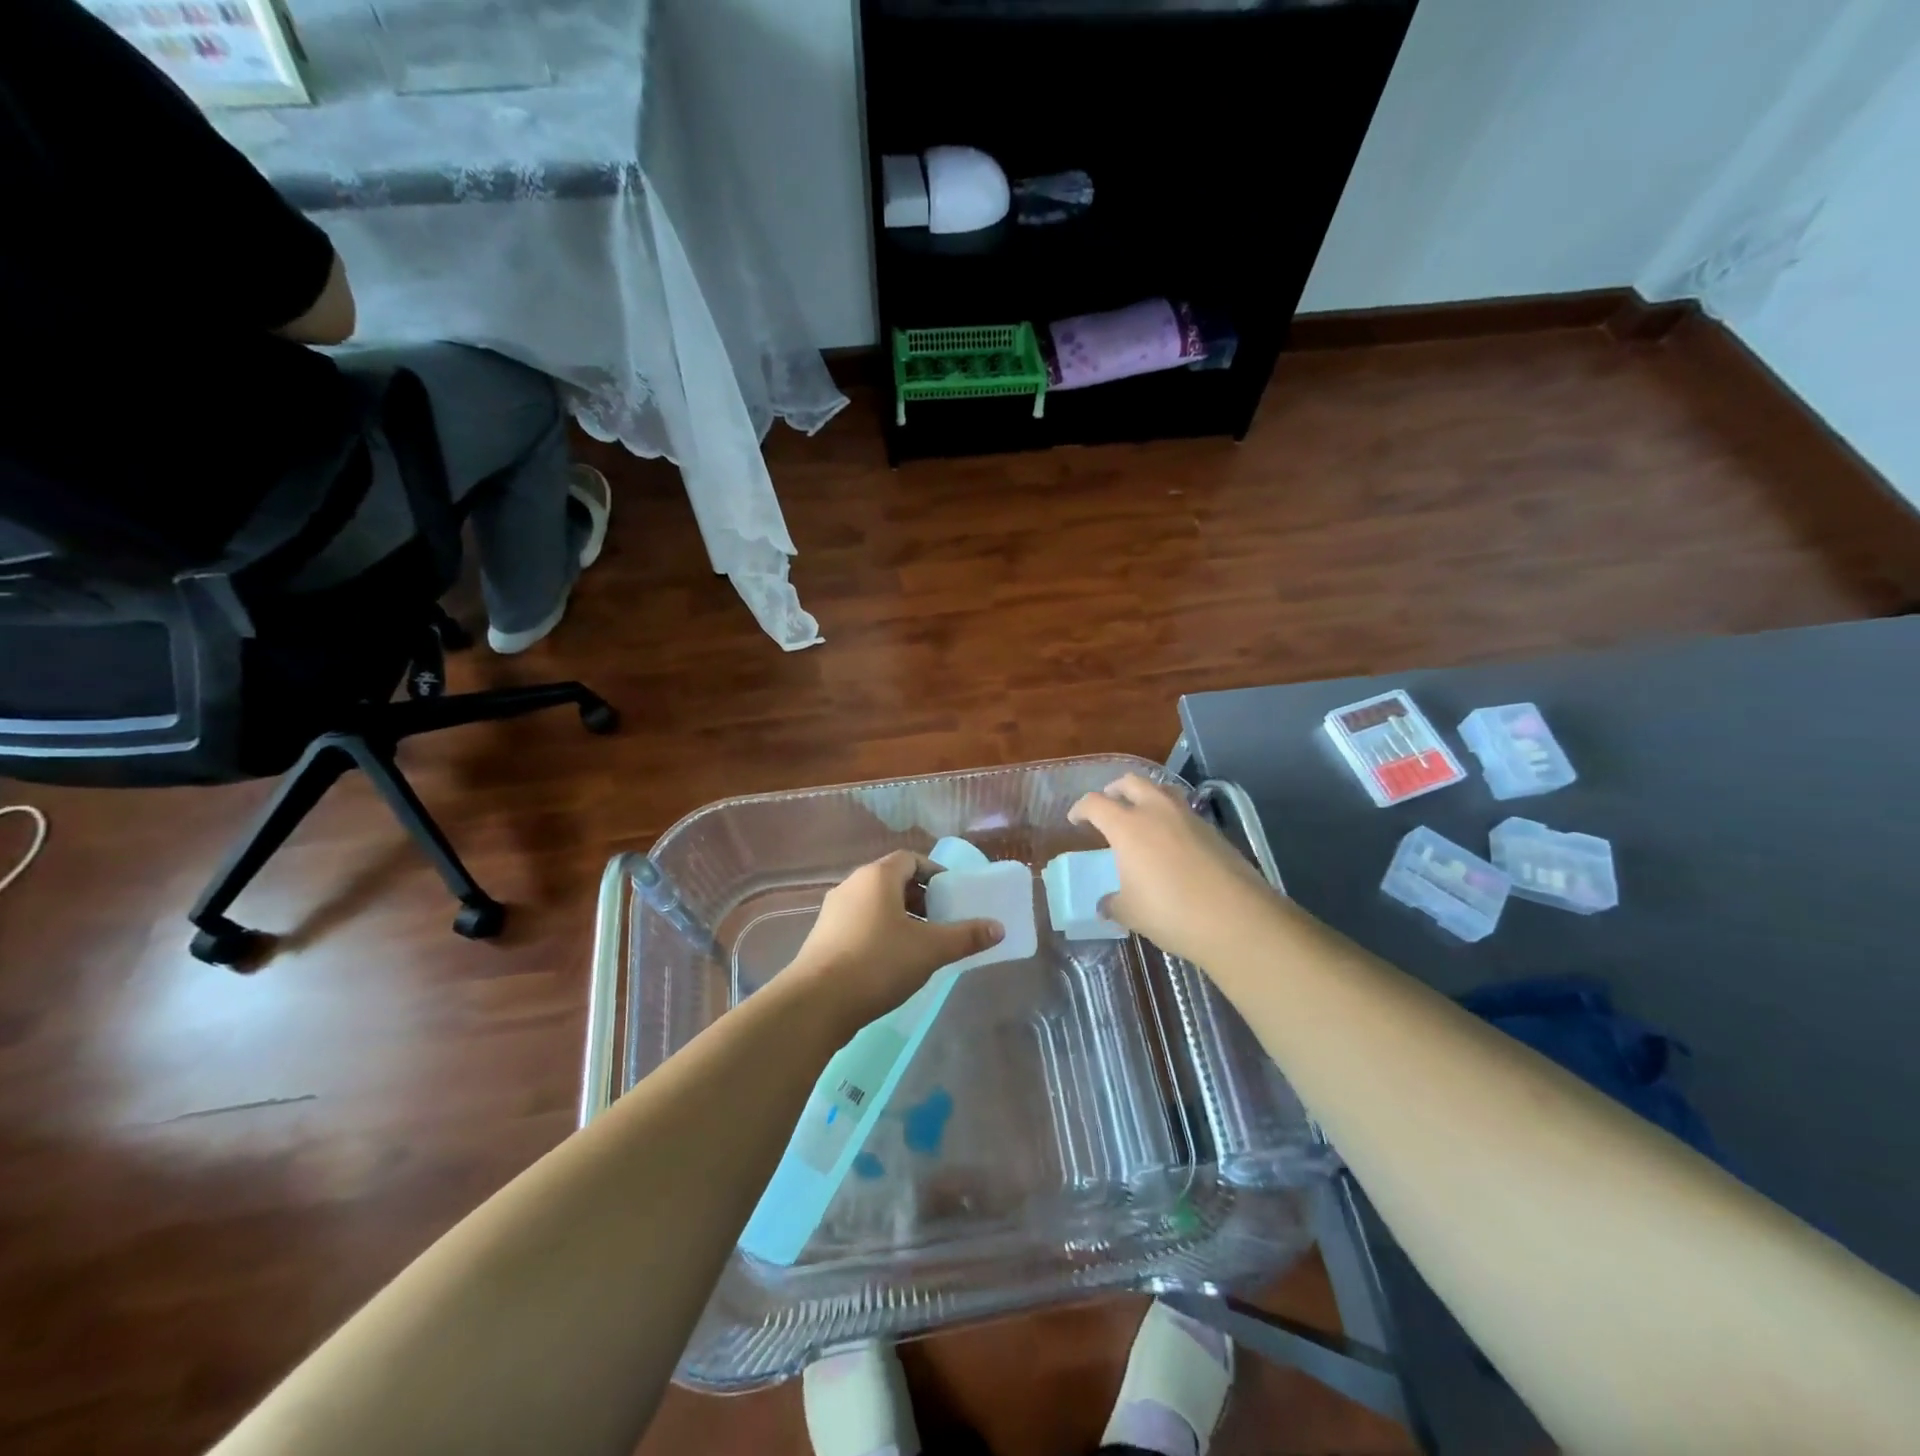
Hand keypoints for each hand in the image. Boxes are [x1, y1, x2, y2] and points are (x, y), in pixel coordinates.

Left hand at [786, 851, 1003, 1027]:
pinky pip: (859, 924)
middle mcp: (852, 885)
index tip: (952, 895)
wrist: (817, 1003)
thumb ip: (966, 936)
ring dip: (900, 917)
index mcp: (877, 877)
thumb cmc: (878, 963)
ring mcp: (833, 912)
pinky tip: (892, 963)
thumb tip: (998, 927)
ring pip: (874, 904)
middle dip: (920, 897)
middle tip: (941, 921)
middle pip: (892, 881)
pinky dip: (880, 933)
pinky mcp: (823, 938)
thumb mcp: (930, 950)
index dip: (934, 873)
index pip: (910, 859)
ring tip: (921, 945)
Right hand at [1069, 774, 1281, 967]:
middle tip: (1108, 805)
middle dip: (1115, 790)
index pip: (1095, 803)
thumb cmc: (1171, 913)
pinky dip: (1171, 816)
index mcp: (1127, 826)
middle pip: (1131, 782)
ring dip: (1146, 796)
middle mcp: (1157, 811)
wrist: (1237, 919)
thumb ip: (1113, 903)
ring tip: (1141, 816)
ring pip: (1162, 790)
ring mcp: (1189, 817)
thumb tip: (1107, 904)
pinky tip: (1171, 841)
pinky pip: (1184, 811)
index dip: (1081, 808)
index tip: (1075, 819)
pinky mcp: (1213, 830)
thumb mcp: (1131, 912)